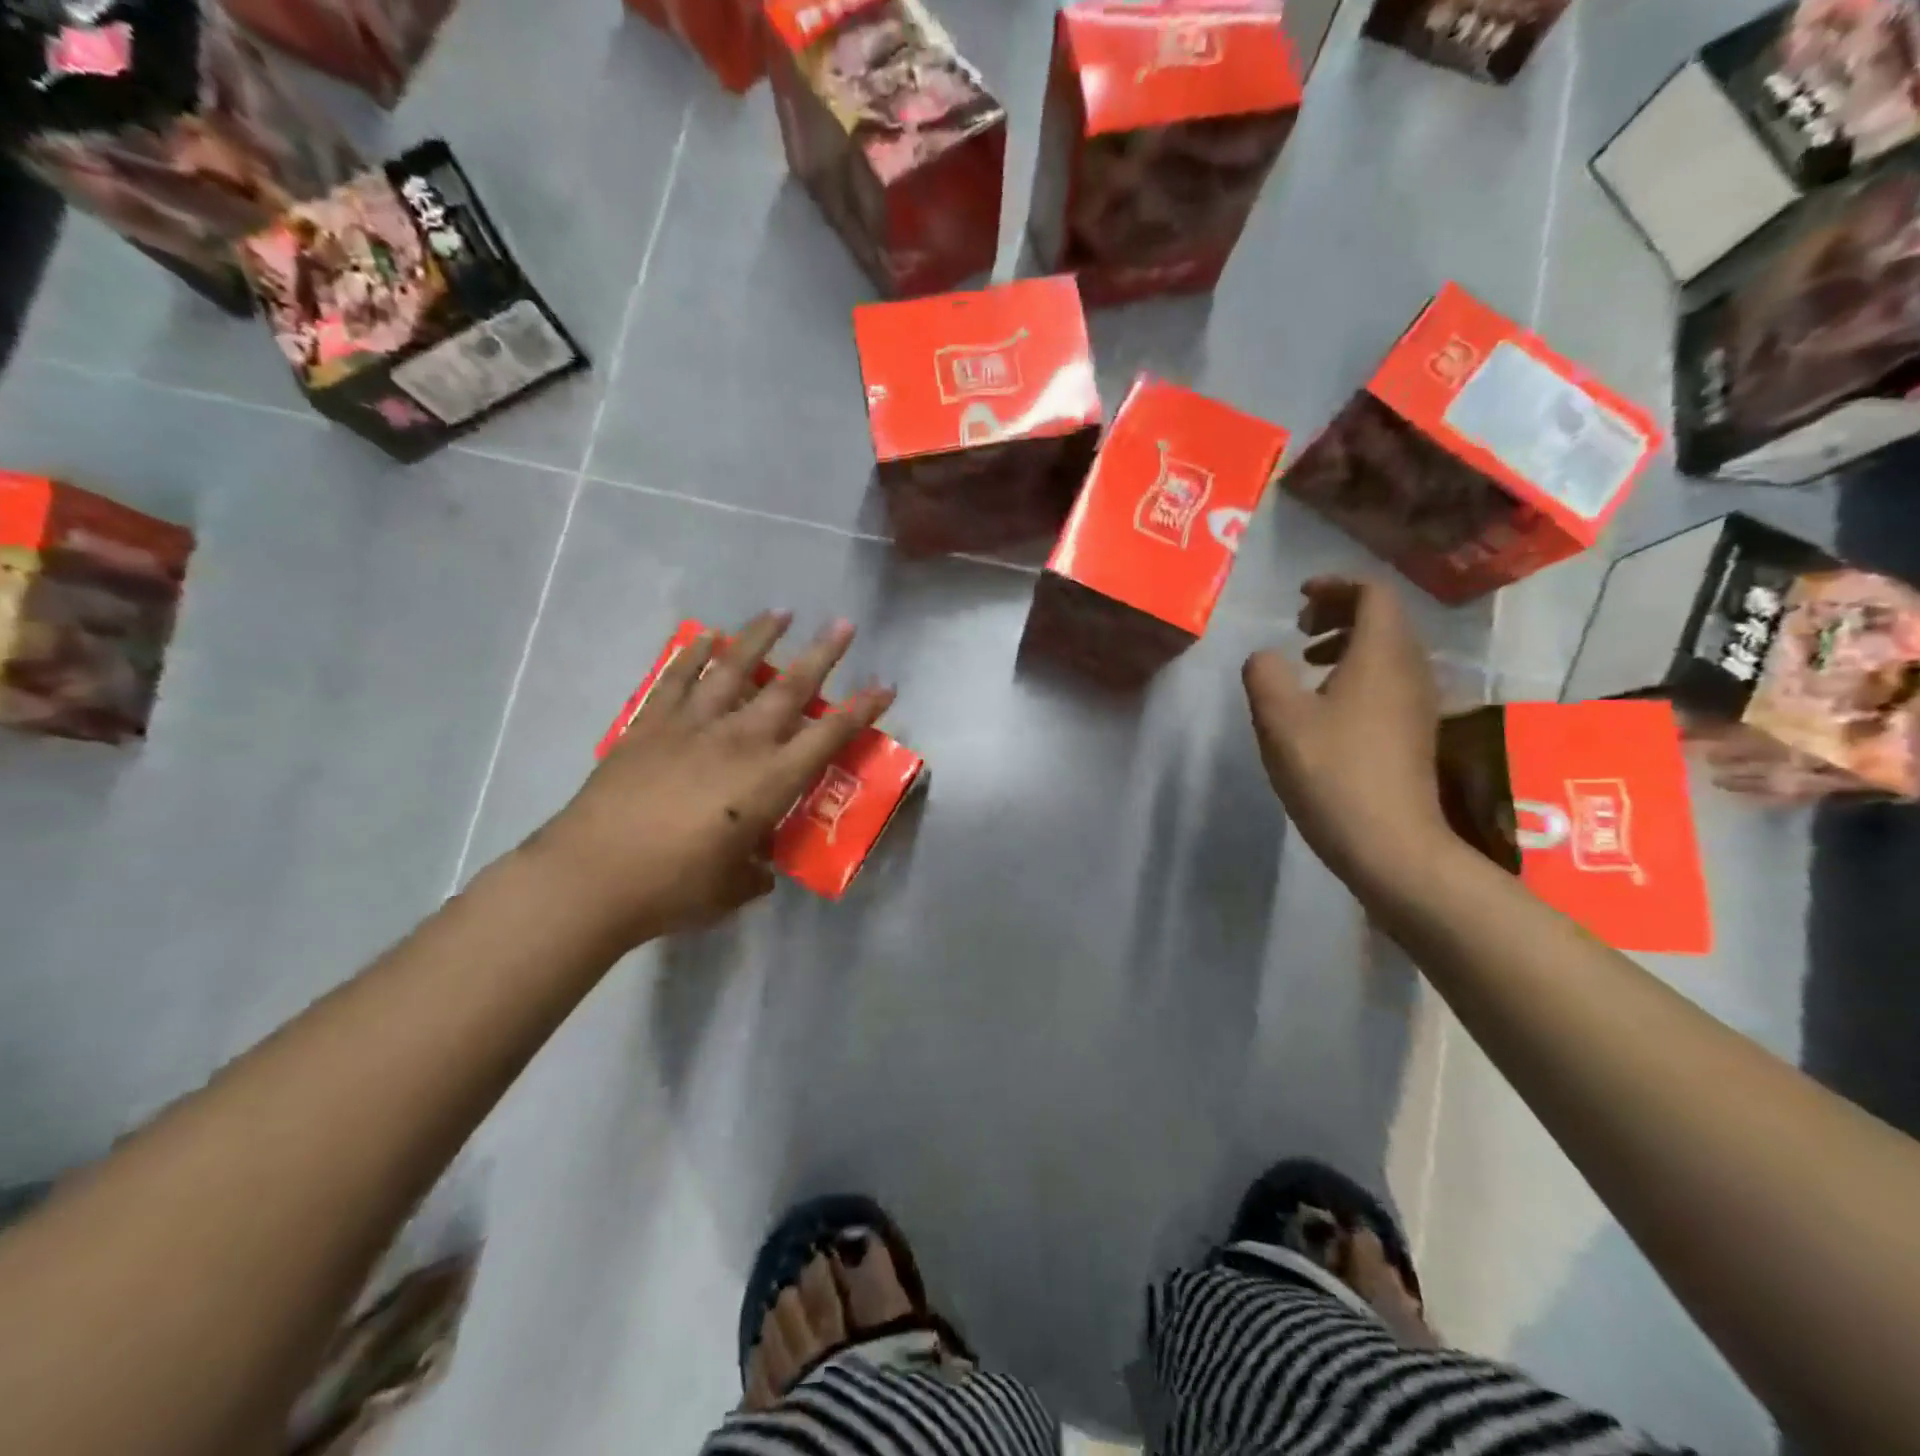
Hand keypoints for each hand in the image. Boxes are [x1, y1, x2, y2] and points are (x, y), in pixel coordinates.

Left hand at [529, 611, 894, 946]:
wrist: (591, 877)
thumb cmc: (673, 889)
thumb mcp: (731, 889)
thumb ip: (754, 872)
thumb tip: (758, 867)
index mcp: (769, 781)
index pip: (829, 736)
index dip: (862, 710)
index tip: (885, 685)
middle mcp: (738, 742)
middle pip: (789, 688)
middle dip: (822, 654)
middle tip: (843, 624)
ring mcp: (691, 727)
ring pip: (733, 670)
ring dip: (759, 638)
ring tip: (780, 612)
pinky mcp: (649, 727)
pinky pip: (676, 680)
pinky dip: (693, 655)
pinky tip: (707, 636)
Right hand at [1242, 577, 1450, 887]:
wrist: (1390, 844)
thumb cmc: (1332, 772)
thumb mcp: (1279, 718)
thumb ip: (1264, 673)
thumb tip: (1265, 658)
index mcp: (1382, 654)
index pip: (1372, 593)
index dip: (1335, 585)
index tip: (1298, 598)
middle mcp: (1411, 669)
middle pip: (1384, 618)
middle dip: (1339, 611)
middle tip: (1298, 627)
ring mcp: (1419, 702)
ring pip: (1388, 650)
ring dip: (1347, 643)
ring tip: (1307, 663)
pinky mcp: (1415, 731)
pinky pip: (1390, 679)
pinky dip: (1357, 672)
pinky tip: (1326, 706)